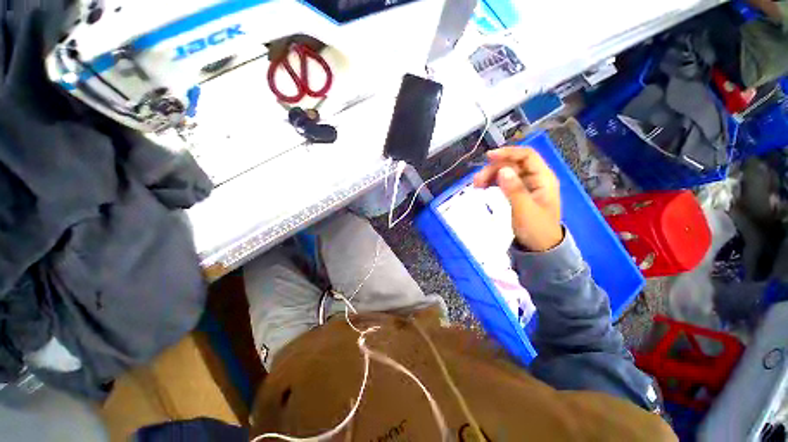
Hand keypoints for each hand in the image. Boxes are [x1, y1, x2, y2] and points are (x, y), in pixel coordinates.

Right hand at [473, 147, 562, 251]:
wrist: (540, 248)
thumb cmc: (536, 229)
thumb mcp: (525, 210)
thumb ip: (514, 189)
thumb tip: (502, 170)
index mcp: (543, 178)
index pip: (527, 156)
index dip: (508, 153)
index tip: (488, 157)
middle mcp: (535, 178)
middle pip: (513, 163)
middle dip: (494, 168)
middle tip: (477, 181)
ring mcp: (527, 185)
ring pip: (506, 172)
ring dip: (491, 175)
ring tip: (476, 185)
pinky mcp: (519, 192)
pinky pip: (504, 181)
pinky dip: (493, 182)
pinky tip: (483, 187)